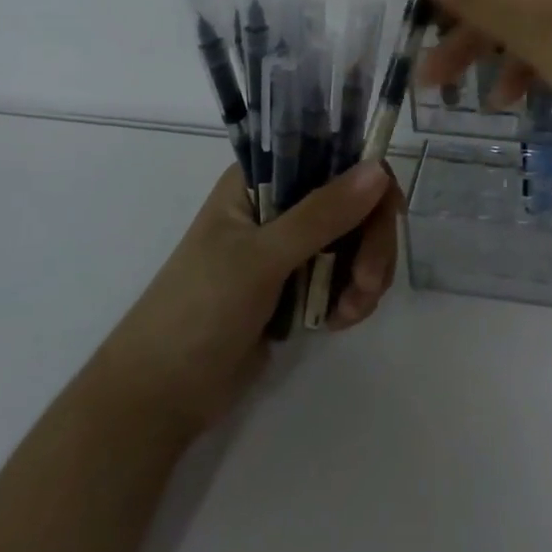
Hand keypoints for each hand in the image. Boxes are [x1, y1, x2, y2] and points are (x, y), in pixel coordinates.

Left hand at [99, 162, 401, 439]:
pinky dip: (352, 297)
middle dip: (370, 241)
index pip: (330, 156)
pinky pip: (346, 276)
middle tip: (370, 282)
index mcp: (259, 179)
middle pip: (353, 201)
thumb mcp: (261, 258)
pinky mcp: (298, 286)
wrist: (162, 396)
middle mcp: (279, 204)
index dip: (366, 176)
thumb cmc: (199, 310)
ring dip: (365, 274)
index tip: (389, 211)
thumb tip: (379, 169)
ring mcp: (290, 247)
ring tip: (350, 311)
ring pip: (355, 241)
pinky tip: (339, 322)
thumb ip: (322, 215)